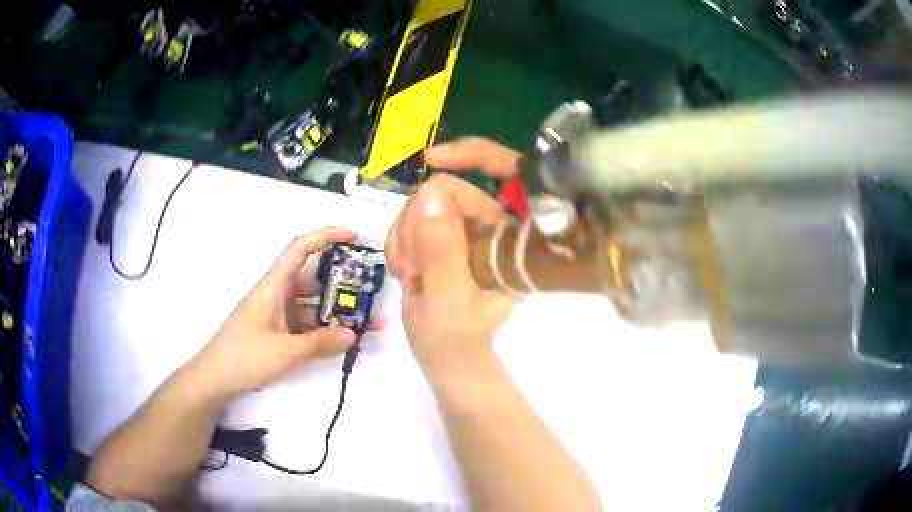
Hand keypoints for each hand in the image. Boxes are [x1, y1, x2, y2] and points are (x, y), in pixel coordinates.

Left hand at [191, 227, 359, 401]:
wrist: (215, 379)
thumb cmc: (244, 357)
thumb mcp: (285, 352)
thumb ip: (320, 343)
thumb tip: (353, 334)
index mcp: (273, 286)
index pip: (300, 249)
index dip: (325, 236)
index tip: (353, 236)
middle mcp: (277, 295)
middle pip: (312, 279)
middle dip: (341, 283)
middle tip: (371, 291)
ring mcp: (278, 315)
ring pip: (312, 305)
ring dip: (336, 312)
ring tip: (368, 323)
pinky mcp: (278, 333)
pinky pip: (306, 325)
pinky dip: (324, 330)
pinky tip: (344, 341)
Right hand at [386, 138, 522, 391]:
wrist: (448, 360)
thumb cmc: (456, 342)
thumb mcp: (447, 300)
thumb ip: (440, 249)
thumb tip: (430, 191)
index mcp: (511, 239)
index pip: (508, 172)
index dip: (473, 155)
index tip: (432, 159)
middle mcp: (494, 228)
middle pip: (448, 189)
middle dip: (417, 224)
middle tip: (412, 268)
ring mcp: (469, 232)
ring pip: (424, 204)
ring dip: (405, 237)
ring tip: (410, 277)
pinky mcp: (447, 238)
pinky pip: (412, 219)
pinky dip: (401, 242)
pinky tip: (406, 272)